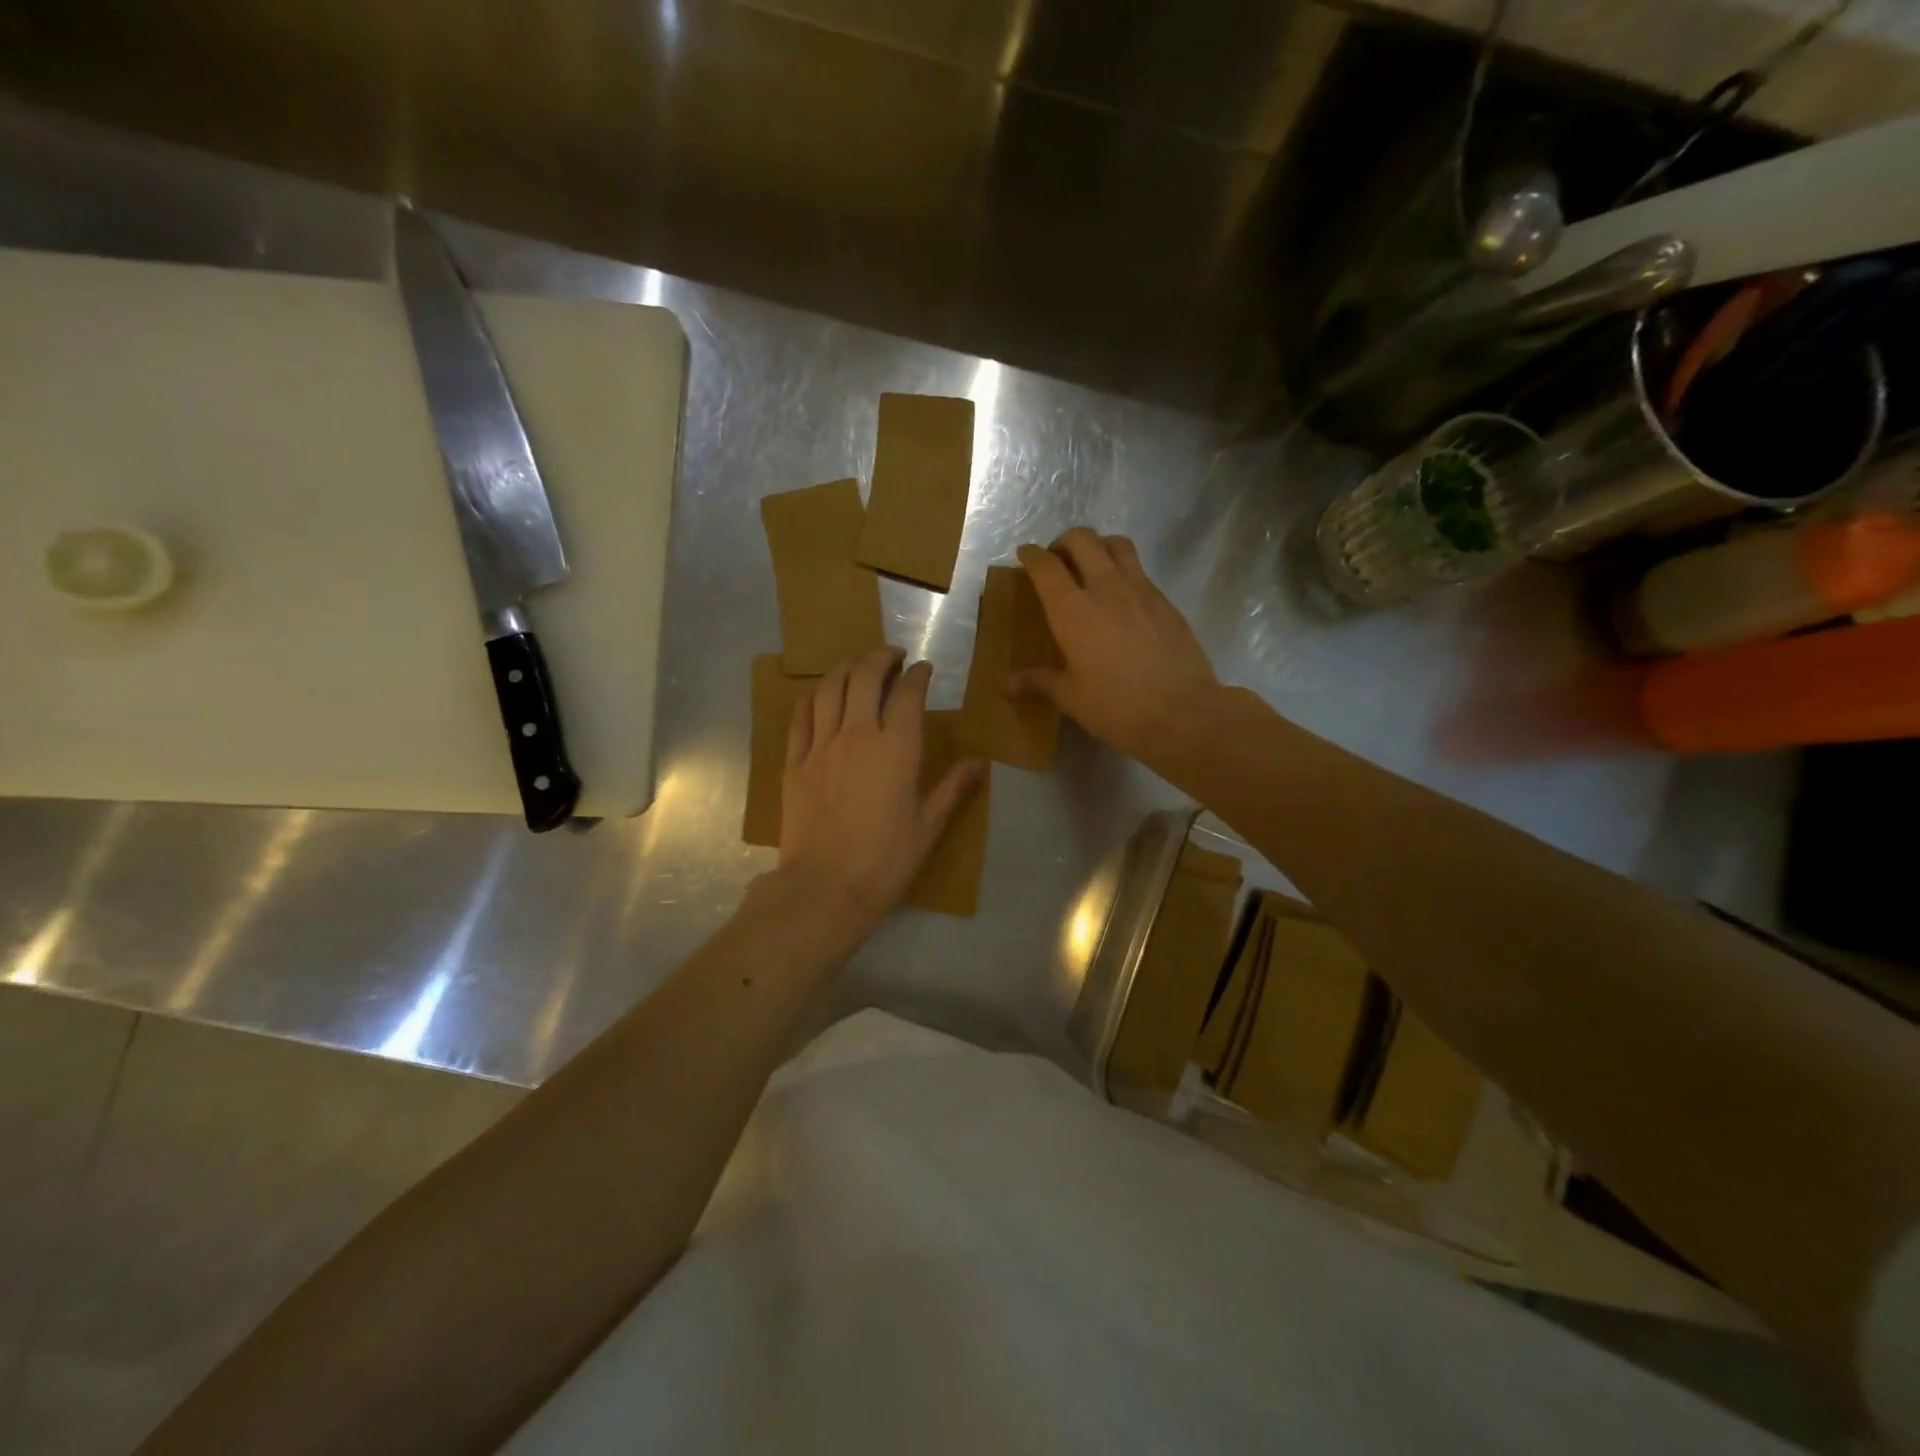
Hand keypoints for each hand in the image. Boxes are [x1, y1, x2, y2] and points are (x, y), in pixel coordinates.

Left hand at [779, 647, 982, 930]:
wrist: (824, 887)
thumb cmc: (884, 861)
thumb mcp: (928, 827)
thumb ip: (952, 789)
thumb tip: (979, 763)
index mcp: (897, 749)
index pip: (908, 694)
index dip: (917, 675)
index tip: (923, 669)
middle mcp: (858, 735)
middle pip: (865, 676)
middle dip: (880, 657)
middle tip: (892, 657)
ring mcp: (821, 745)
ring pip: (830, 686)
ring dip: (846, 667)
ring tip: (858, 666)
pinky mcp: (795, 761)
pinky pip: (801, 714)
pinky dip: (813, 695)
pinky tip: (821, 694)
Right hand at [1011, 529, 1221, 762]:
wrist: (1182, 713)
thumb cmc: (1117, 707)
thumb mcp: (1071, 697)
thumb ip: (1039, 683)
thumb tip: (1007, 686)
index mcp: (1073, 610)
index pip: (1046, 566)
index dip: (1031, 555)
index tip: (1024, 555)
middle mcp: (1105, 588)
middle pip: (1082, 539)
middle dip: (1064, 542)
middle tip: (1057, 561)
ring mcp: (1141, 590)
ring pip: (1117, 544)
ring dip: (1098, 546)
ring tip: (1091, 567)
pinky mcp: (1166, 602)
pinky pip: (1140, 571)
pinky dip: (1124, 571)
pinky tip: (1122, 599)